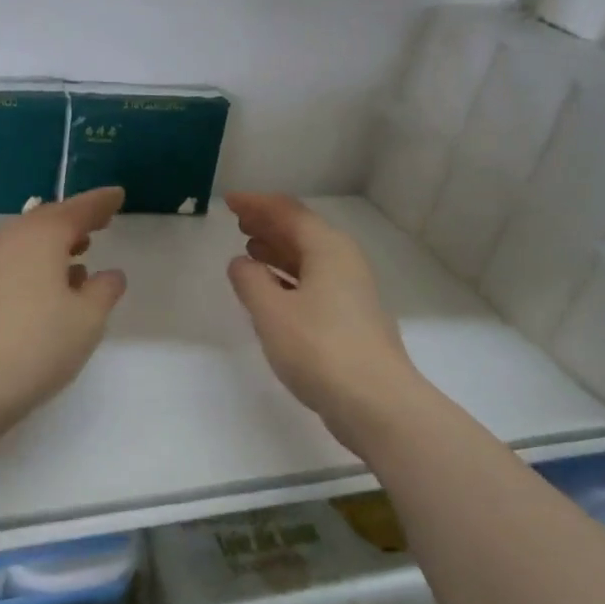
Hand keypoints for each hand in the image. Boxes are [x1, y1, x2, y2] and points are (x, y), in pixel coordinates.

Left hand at [0, 187, 128, 428]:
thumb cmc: (38, 345)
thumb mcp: (87, 319)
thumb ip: (104, 290)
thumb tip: (110, 274)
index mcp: (40, 236)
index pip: (77, 210)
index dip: (100, 203)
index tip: (117, 196)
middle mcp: (8, 238)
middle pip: (46, 220)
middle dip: (75, 221)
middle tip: (100, 223)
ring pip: (25, 240)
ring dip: (53, 244)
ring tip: (79, 256)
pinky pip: (11, 260)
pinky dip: (34, 263)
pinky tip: (48, 287)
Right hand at [225, 193, 424, 448]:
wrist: (375, 402)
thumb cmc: (319, 349)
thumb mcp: (272, 312)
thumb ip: (251, 282)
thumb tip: (241, 262)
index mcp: (328, 249)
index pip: (289, 213)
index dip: (257, 204)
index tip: (229, 201)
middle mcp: (344, 262)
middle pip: (303, 232)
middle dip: (269, 224)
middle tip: (238, 221)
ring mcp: (351, 292)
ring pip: (309, 259)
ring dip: (279, 251)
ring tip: (249, 250)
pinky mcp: (350, 319)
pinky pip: (314, 283)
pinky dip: (289, 278)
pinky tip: (272, 290)